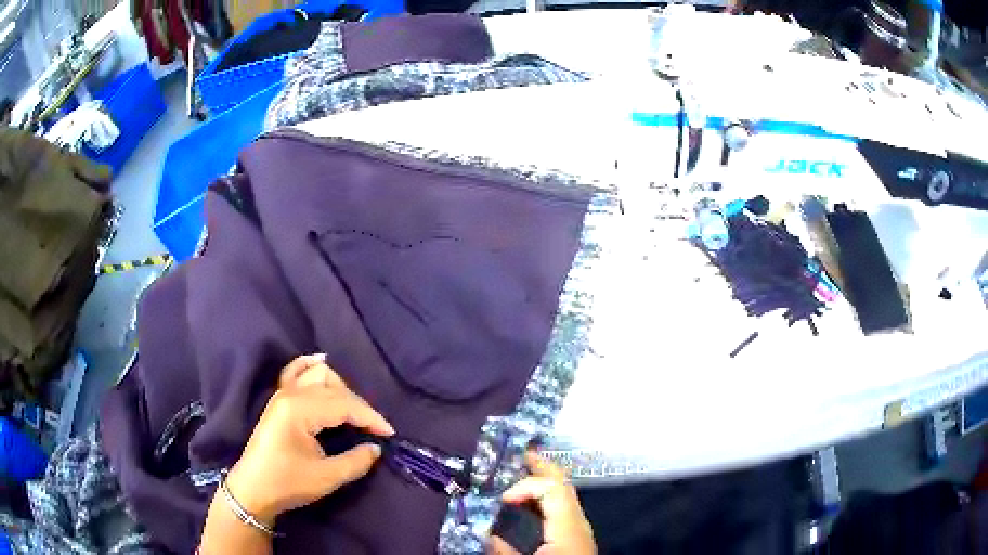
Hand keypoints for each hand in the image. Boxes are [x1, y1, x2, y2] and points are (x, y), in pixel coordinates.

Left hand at [225, 354, 394, 525]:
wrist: (253, 489)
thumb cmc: (287, 483)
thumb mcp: (326, 477)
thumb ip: (356, 460)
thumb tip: (376, 448)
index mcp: (300, 410)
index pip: (344, 404)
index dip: (371, 418)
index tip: (389, 434)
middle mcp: (290, 394)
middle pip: (333, 387)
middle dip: (358, 406)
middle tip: (372, 430)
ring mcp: (282, 393)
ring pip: (317, 375)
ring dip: (340, 388)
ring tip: (353, 410)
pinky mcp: (278, 399)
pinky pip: (295, 372)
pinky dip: (310, 366)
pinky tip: (321, 363)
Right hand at [488, 452, 596, 554]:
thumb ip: (504, 550)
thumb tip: (484, 533)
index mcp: (570, 527)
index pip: (553, 488)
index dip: (526, 484)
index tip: (502, 497)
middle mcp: (579, 522)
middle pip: (563, 484)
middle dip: (540, 468)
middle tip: (518, 454)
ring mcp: (580, 528)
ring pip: (563, 495)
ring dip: (541, 483)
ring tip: (518, 474)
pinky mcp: (576, 537)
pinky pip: (561, 508)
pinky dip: (544, 498)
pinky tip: (528, 502)